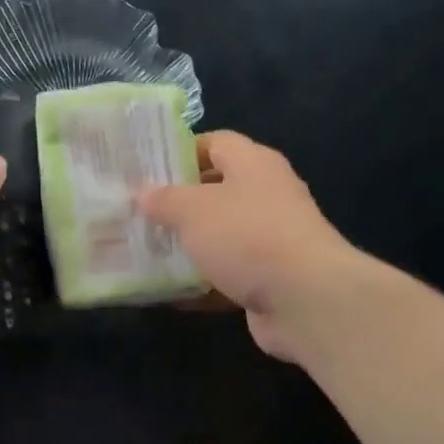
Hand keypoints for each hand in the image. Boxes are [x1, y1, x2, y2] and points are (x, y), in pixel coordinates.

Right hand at [139, 131, 363, 361]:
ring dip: (186, 247)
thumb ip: (164, 199)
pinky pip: (225, 276)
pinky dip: (200, 284)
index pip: (215, 143)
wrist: (305, 299)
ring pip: (219, 237)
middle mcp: (265, 196)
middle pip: (215, 192)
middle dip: (177, 204)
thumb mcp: (193, 210)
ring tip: (144, 251)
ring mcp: (270, 239)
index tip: (145, 169)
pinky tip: (167, 292)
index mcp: (253, 164)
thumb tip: (142, 193)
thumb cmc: (247, 236)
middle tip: (137, 213)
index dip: (180, 152)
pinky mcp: (268, 279)